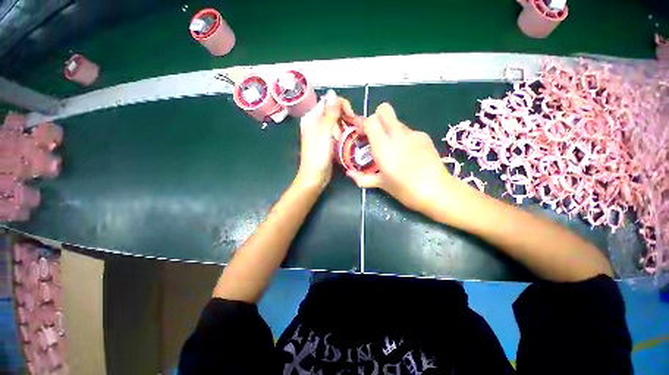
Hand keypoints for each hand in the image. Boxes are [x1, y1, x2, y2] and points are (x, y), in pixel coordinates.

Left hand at [297, 90, 356, 187]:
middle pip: (333, 111)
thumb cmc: (318, 156)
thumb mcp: (325, 133)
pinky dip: (343, 133)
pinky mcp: (326, 142)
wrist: (314, 177)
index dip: (342, 106)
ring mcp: (320, 133)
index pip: (329, 102)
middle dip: (345, 116)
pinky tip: (348, 139)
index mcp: (311, 118)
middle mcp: (315, 123)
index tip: (352, 117)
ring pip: (336, 122)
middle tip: (355, 126)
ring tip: (353, 134)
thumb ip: (330, 113)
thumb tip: (333, 93)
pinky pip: (336, 132)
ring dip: (346, 125)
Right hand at [347, 103, 460, 214]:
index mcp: (384, 147)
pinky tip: (408, 153)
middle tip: (375, 135)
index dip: (364, 125)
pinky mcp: (424, 136)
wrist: (437, 191)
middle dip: (377, 117)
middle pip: (384, 110)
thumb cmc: (405, 189)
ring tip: (393, 149)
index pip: (371, 120)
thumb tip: (349, 173)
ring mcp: (413, 134)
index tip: (362, 135)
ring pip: (396, 121)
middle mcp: (398, 135)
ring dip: (390, 130)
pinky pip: (408, 131)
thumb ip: (362, 177)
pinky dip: (403, 138)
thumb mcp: (381, 184)